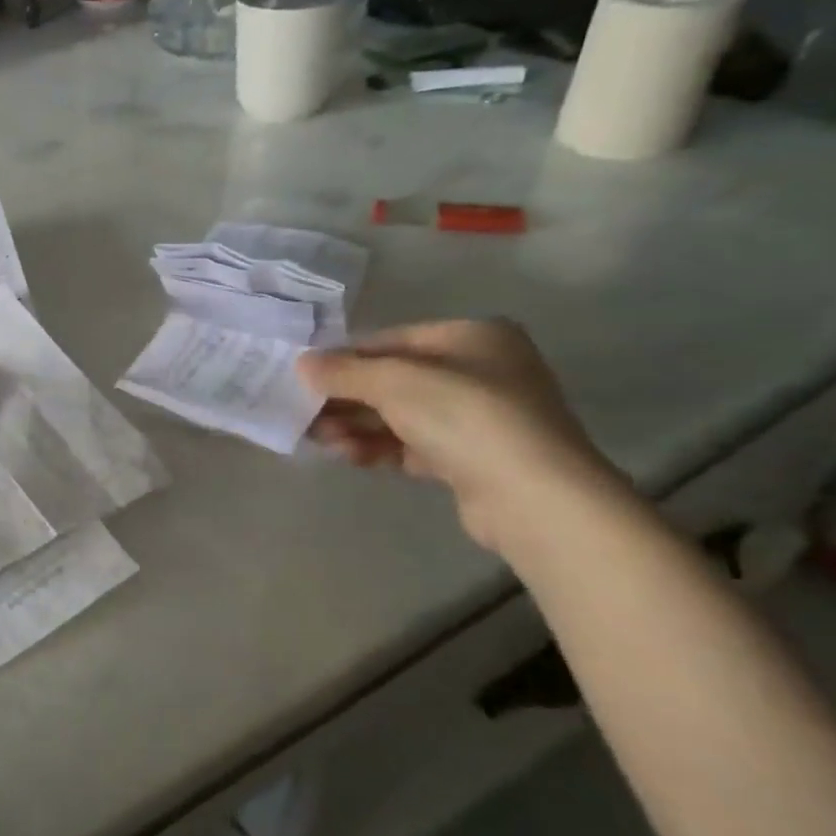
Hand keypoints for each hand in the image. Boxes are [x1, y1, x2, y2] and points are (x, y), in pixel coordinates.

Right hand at [297, 319, 621, 556]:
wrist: (534, 498)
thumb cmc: (465, 417)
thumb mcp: (394, 382)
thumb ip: (343, 371)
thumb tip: (302, 363)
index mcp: (470, 337)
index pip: (390, 341)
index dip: (344, 359)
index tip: (304, 379)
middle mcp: (478, 371)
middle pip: (392, 380)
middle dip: (346, 398)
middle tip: (303, 414)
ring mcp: (477, 418)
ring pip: (399, 415)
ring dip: (356, 425)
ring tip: (319, 439)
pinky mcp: (471, 459)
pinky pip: (412, 445)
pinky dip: (378, 448)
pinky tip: (348, 455)